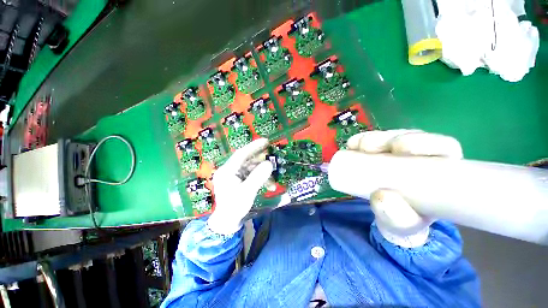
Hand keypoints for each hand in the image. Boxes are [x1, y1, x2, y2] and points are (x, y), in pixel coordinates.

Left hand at [207, 138, 273, 234]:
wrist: (227, 222)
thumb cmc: (235, 207)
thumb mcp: (247, 192)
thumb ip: (258, 177)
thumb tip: (269, 164)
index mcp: (227, 171)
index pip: (241, 154)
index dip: (254, 146)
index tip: (266, 141)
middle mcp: (229, 170)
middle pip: (247, 160)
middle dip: (261, 160)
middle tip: (273, 157)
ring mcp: (234, 176)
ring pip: (251, 168)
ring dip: (263, 173)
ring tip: (273, 181)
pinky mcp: (239, 181)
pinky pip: (251, 175)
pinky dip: (261, 178)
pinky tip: (269, 185)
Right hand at [347, 130, 462, 247]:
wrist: (389, 216)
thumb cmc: (405, 220)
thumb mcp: (405, 225)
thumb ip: (398, 218)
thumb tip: (381, 196)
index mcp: (442, 170)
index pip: (441, 146)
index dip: (424, 141)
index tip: (401, 148)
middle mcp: (422, 156)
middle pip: (411, 137)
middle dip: (390, 138)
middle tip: (371, 148)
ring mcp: (398, 153)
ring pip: (389, 137)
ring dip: (372, 139)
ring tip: (356, 146)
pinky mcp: (379, 153)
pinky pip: (371, 142)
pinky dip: (360, 141)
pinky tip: (352, 144)